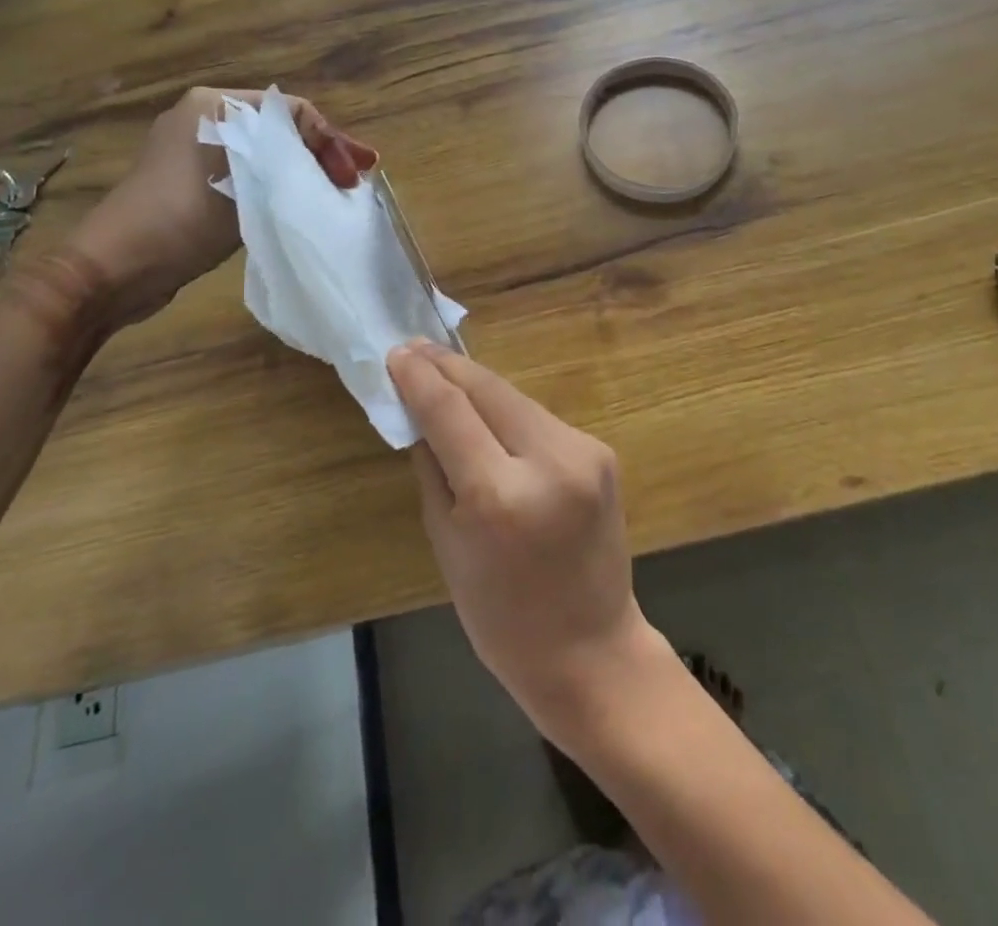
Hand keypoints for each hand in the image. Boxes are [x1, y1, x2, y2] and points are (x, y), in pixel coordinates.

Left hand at [70, 87, 376, 325]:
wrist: (114, 268)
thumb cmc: (182, 218)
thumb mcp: (249, 185)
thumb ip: (296, 163)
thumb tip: (343, 163)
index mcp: (214, 104)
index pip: (292, 111)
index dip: (330, 140)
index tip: (355, 174)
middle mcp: (203, 117)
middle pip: (279, 132)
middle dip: (320, 156)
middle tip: (354, 183)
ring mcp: (193, 151)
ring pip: (265, 155)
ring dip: (300, 173)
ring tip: (335, 195)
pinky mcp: (190, 183)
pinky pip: (246, 175)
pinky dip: (274, 187)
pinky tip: (297, 205)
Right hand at [388, 341, 666, 746]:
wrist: (591, 649)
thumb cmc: (500, 615)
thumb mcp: (446, 543)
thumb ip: (433, 467)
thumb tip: (420, 411)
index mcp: (500, 496)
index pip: (450, 412)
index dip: (420, 377)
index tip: (396, 352)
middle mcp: (549, 461)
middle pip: (489, 389)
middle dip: (448, 366)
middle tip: (415, 347)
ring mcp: (584, 452)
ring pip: (516, 399)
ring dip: (478, 386)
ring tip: (444, 371)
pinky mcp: (602, 451)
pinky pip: (540, 420)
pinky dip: (509, 413)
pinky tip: (489, 412)